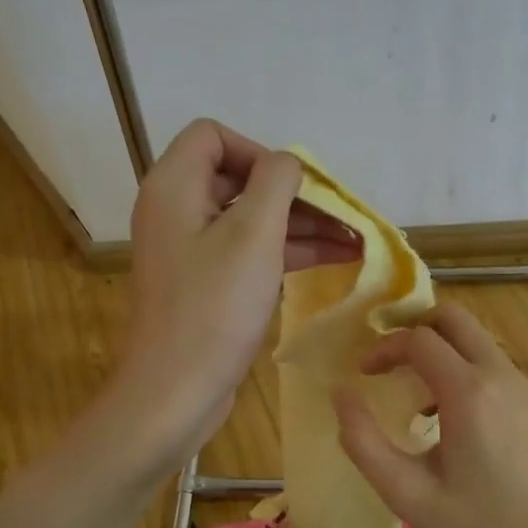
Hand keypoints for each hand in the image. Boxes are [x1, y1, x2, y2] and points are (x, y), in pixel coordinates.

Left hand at [117, 119, 358, 455]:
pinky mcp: (203, 284)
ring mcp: (188, 250)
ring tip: (354, 242)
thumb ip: (276, 182)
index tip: (296, 186)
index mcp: (174, 186)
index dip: (259, 152)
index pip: (214, 136)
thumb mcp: (254, 234)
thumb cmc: (215, 307)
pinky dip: (285, 252)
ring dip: (300, 225)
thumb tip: (288, 163)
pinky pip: (247, 252)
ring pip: (249, 219)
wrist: (176, 391)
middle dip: (293, 194)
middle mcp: (175, 210)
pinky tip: (332, 261)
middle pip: (238, 179)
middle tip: (342, 217)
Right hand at [332, 301, 527, 527]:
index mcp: (468, 392)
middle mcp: (499, 375)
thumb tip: (341, 394)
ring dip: (439, 349)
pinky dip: (462, 366)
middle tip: (388, 360)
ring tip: (414, 392)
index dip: (384, 349)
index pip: (419, 339)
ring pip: (475, 338)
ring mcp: (522, 385)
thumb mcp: (406, 492)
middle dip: (414, 329)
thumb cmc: (473, 524)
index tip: (363, 374)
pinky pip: (491, 362)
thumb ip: (363, 441)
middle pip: (453, 318)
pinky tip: (449, 413)